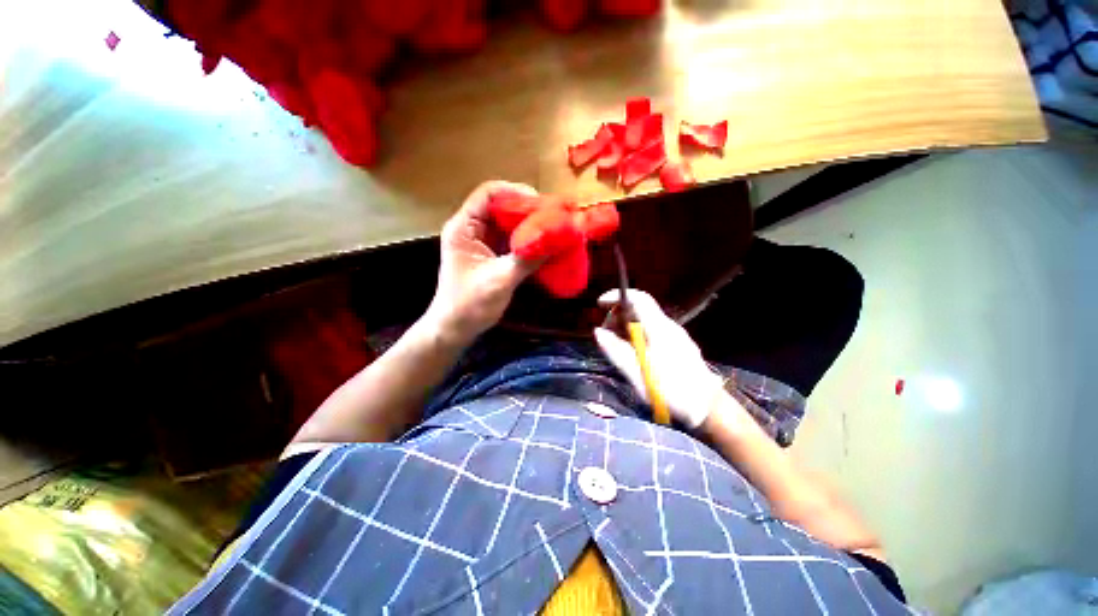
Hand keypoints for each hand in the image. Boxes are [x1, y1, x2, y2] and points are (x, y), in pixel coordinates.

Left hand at [425, 181, 540, 344]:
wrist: (455, 329)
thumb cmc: (470, 304)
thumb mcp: (500, 280)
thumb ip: (527, 259)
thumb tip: (556, 240)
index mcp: (464, 227)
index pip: (488, 193)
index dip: (514, 192)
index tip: (540, 203)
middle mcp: (471, 229)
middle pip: (500, 206)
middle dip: (526, 209)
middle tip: (552, 216)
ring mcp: (481, 243)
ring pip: (506, 223)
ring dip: (527, 225)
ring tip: (551, 228)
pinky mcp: (490, 256)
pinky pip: (510, 240)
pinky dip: (525, 240)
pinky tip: (543, 245)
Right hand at [594, 289, 724, 428]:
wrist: (708, 408)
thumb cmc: (671, 390)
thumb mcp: (638, 373)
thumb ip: (616, 350)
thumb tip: (597, 331)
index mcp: (658, 329)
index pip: (638, 298)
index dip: (617, 296)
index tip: (600, 304)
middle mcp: (668, 326)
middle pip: (639, 308)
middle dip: (618, 315)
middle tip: (606, 333)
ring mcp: (674, 335)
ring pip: (644, 320)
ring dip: (626, 326)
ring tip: (616, 345)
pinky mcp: (677, 345)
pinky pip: (651, 330)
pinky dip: (636, 334)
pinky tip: (632, 351)